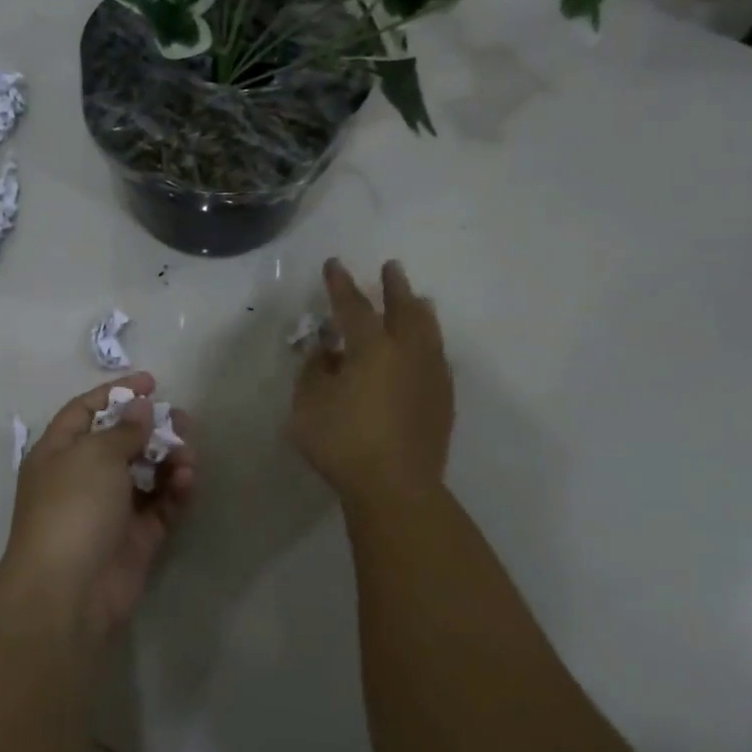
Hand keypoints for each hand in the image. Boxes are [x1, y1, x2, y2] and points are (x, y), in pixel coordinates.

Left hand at [4, 373, 196, 641]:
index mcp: (59, 452)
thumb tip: (141, 408)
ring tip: (189, 455)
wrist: (69, 591)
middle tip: (183, 420)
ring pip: (146, 473)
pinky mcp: (135, 538)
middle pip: (122, 441)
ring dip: (170, 459)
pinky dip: (175, 490)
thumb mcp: (95, 454)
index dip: (117, 393)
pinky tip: (188, 480)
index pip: (86, 410)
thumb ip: (124, 429)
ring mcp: (110, 509)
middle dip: (153, 428)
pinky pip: (160, 505)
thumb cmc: (73, 506)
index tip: (152, 382)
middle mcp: (82, 477)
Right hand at [290, 259, 453, 507]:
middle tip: (392, 268)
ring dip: (419, 311)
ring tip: (419, 300)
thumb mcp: (308, 405)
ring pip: (428, 332)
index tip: (334, 264)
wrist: (396, 487)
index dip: (341, 285)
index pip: (354, 306)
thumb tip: (326, 353)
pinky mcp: (443, 401)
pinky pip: (438, 358)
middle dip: (395, 287)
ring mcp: (430, 376)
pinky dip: (430, 343)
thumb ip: (314, 372)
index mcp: (372, 348)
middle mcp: (406, 353)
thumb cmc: (343, 443)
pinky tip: (428, 349)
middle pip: (403, 310)